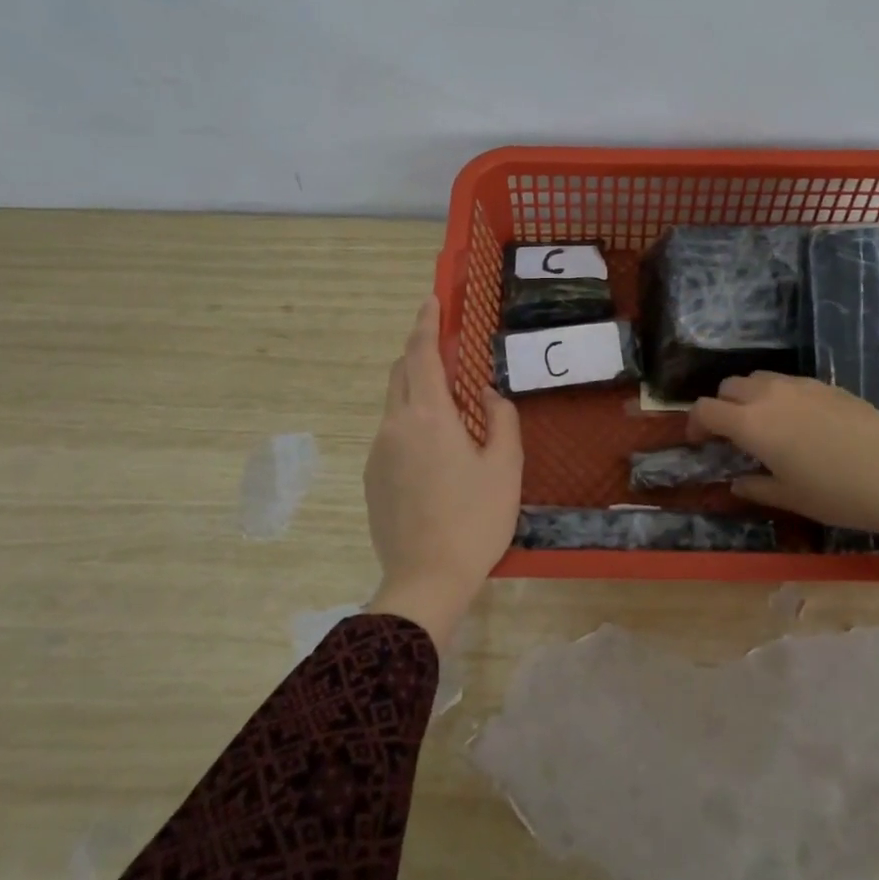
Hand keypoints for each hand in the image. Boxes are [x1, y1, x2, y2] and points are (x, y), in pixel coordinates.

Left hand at [363, 297, 521, 651]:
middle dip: (420, 352)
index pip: (422, 354)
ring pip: (395, 403)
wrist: (426, 579)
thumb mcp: (505, 466)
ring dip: (417, 389)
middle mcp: (394, 425)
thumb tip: (484, 393)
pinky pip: (391, 432)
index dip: (426, 323)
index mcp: (428, 417)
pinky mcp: (373, 477)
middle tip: (448, 350)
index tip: (431, 300)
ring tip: (450, 406)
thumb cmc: (475, 519)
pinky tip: (436, 450)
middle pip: (401, 373)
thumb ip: (499, 418)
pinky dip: (411, 420)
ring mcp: (378, 452)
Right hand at [688, 373, 878, 609]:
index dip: (695, 424)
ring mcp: (800, 385)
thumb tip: (736, 482)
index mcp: (751, 423)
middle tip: (732, 435)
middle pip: (729, 387)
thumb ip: (755, 487)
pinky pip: (789, 382)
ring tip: (764, 425)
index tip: (699, 442)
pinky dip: (779, 396)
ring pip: (759, 378)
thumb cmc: (837, 493)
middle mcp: (769, 395)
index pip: (705, 409)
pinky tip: (800, 423)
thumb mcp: (790, 497)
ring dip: (749, 396)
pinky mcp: (827, 385)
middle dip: (721, 407)